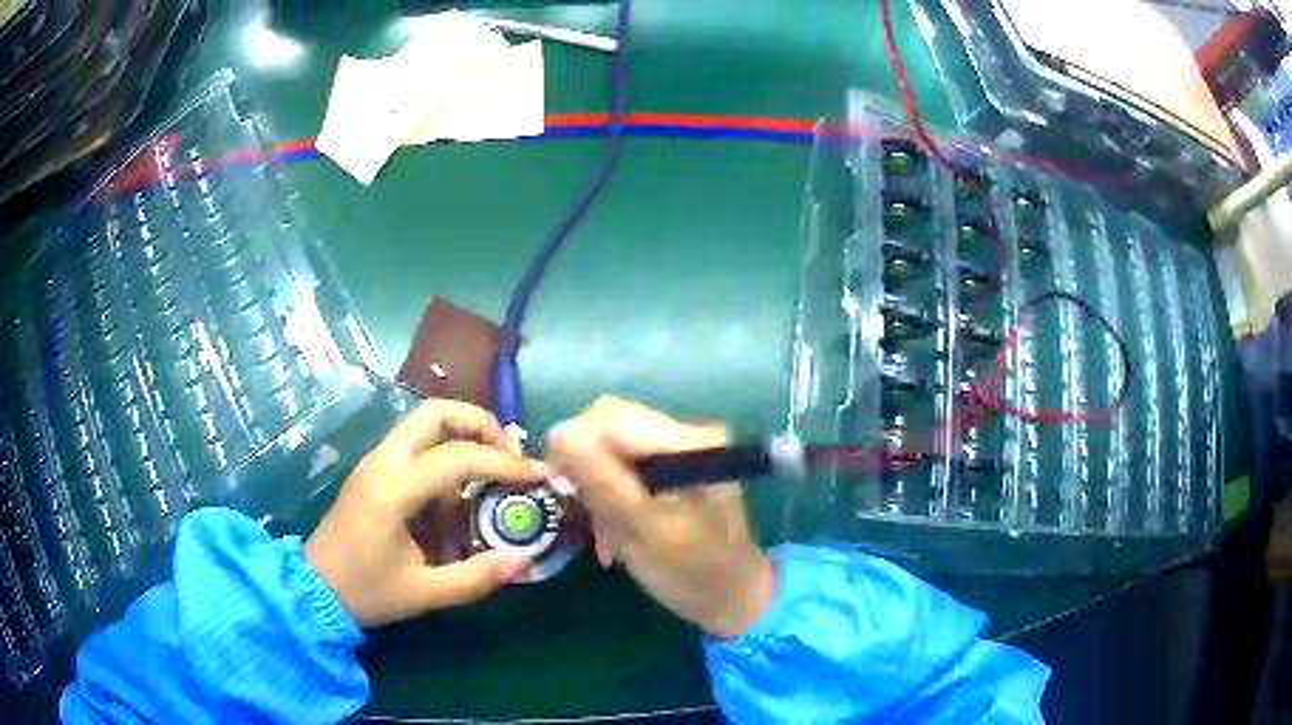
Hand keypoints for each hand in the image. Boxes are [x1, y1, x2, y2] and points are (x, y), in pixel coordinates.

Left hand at [305, 399, 544, 627]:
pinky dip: (445, 457)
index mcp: (393, 489)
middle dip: (480, 424)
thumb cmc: (366, 591)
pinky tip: (459, 497)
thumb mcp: (424, 592)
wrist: (314, 589)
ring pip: (424, 424)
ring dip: (462, 438)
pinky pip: (415, 447)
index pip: (457, 457)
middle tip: (509, 456)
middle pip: (435, 413)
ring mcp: (374, 462)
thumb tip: (524, 558)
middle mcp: (382, 462)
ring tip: (492, 475)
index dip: (505, 463)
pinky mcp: (373, 471)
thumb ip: (476, 577)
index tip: (539, 475)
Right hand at [546, 397, 773, 638]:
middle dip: (586, 464)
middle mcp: (689, 431)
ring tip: (603, 529)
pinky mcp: (679, 461)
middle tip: (583, 510)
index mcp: (687, 443)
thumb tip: (559, 433)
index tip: (561, 488)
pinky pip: (628, 461)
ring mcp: (685, 445)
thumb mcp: (640, 531)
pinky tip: (617, 523)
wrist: (734, 595)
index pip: (607, 417)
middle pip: (609, 424)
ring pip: (613, 444)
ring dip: (598, 483)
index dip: (572, 446)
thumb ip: (601, 480)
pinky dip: (614, 489)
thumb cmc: (690, 572)